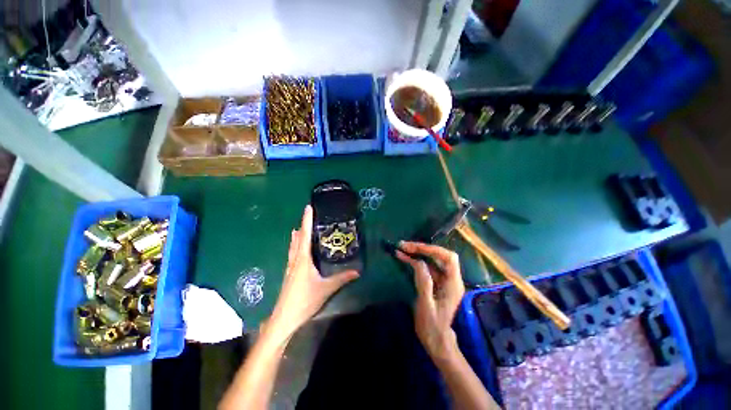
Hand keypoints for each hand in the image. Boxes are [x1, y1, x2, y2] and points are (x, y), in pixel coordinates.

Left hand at [267, 205, 359, 342]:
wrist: (284, 318)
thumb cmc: (305, 300)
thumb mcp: (326, 289)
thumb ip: (342, 279)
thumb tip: (358, 272)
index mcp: (303, 259)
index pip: (305, 236)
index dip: (306, 221)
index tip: (308, 208)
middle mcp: (295, 260)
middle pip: (298, 239)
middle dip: (302, 225)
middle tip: (307, 215)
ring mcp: (290, 267)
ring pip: (293, 247)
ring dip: (296, 236)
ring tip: (298, 228)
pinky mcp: (289, 274)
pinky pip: (292, 254)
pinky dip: (294, 246)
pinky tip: (295, 249)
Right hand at [396, 241, 464, 361]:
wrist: (436, 340)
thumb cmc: (432, 326)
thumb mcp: (426, 305)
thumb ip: (424, 283)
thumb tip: (418, 262)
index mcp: (453, 284)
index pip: (449, 258)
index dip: (433, 250)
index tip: (415, 248)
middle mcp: (451, 279)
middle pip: (440, 256)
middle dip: (422, 249)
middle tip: (404, 246)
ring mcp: (444, 280)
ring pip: (432, 260)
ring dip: (417, 253)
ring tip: (402, 249)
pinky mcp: (436, 282)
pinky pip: (427, 267)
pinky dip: (416, 261)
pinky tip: (404, 258)